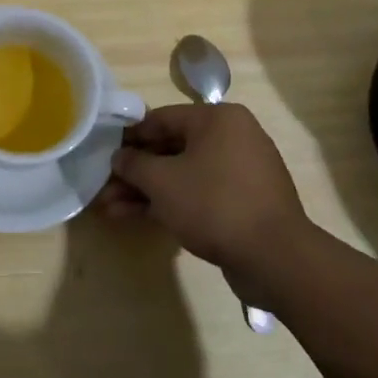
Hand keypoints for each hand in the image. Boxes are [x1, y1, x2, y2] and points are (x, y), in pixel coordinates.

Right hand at [103, 103, 313, 288]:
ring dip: (146, 190)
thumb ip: (134, 164)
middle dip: (135, 171)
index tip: (102, 150)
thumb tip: (119, 158)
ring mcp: (240, 172)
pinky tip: (136, 217)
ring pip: (182, 174)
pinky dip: (170, 203)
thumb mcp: (162, 181)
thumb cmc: (214, 204)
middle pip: (171, 148)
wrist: (275, 259)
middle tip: (103, 185)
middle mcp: (233, 138)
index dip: (128, 136)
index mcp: (218, 119)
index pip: (161, 118)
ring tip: (110, 208)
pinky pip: (199, 193)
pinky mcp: (243, 203)